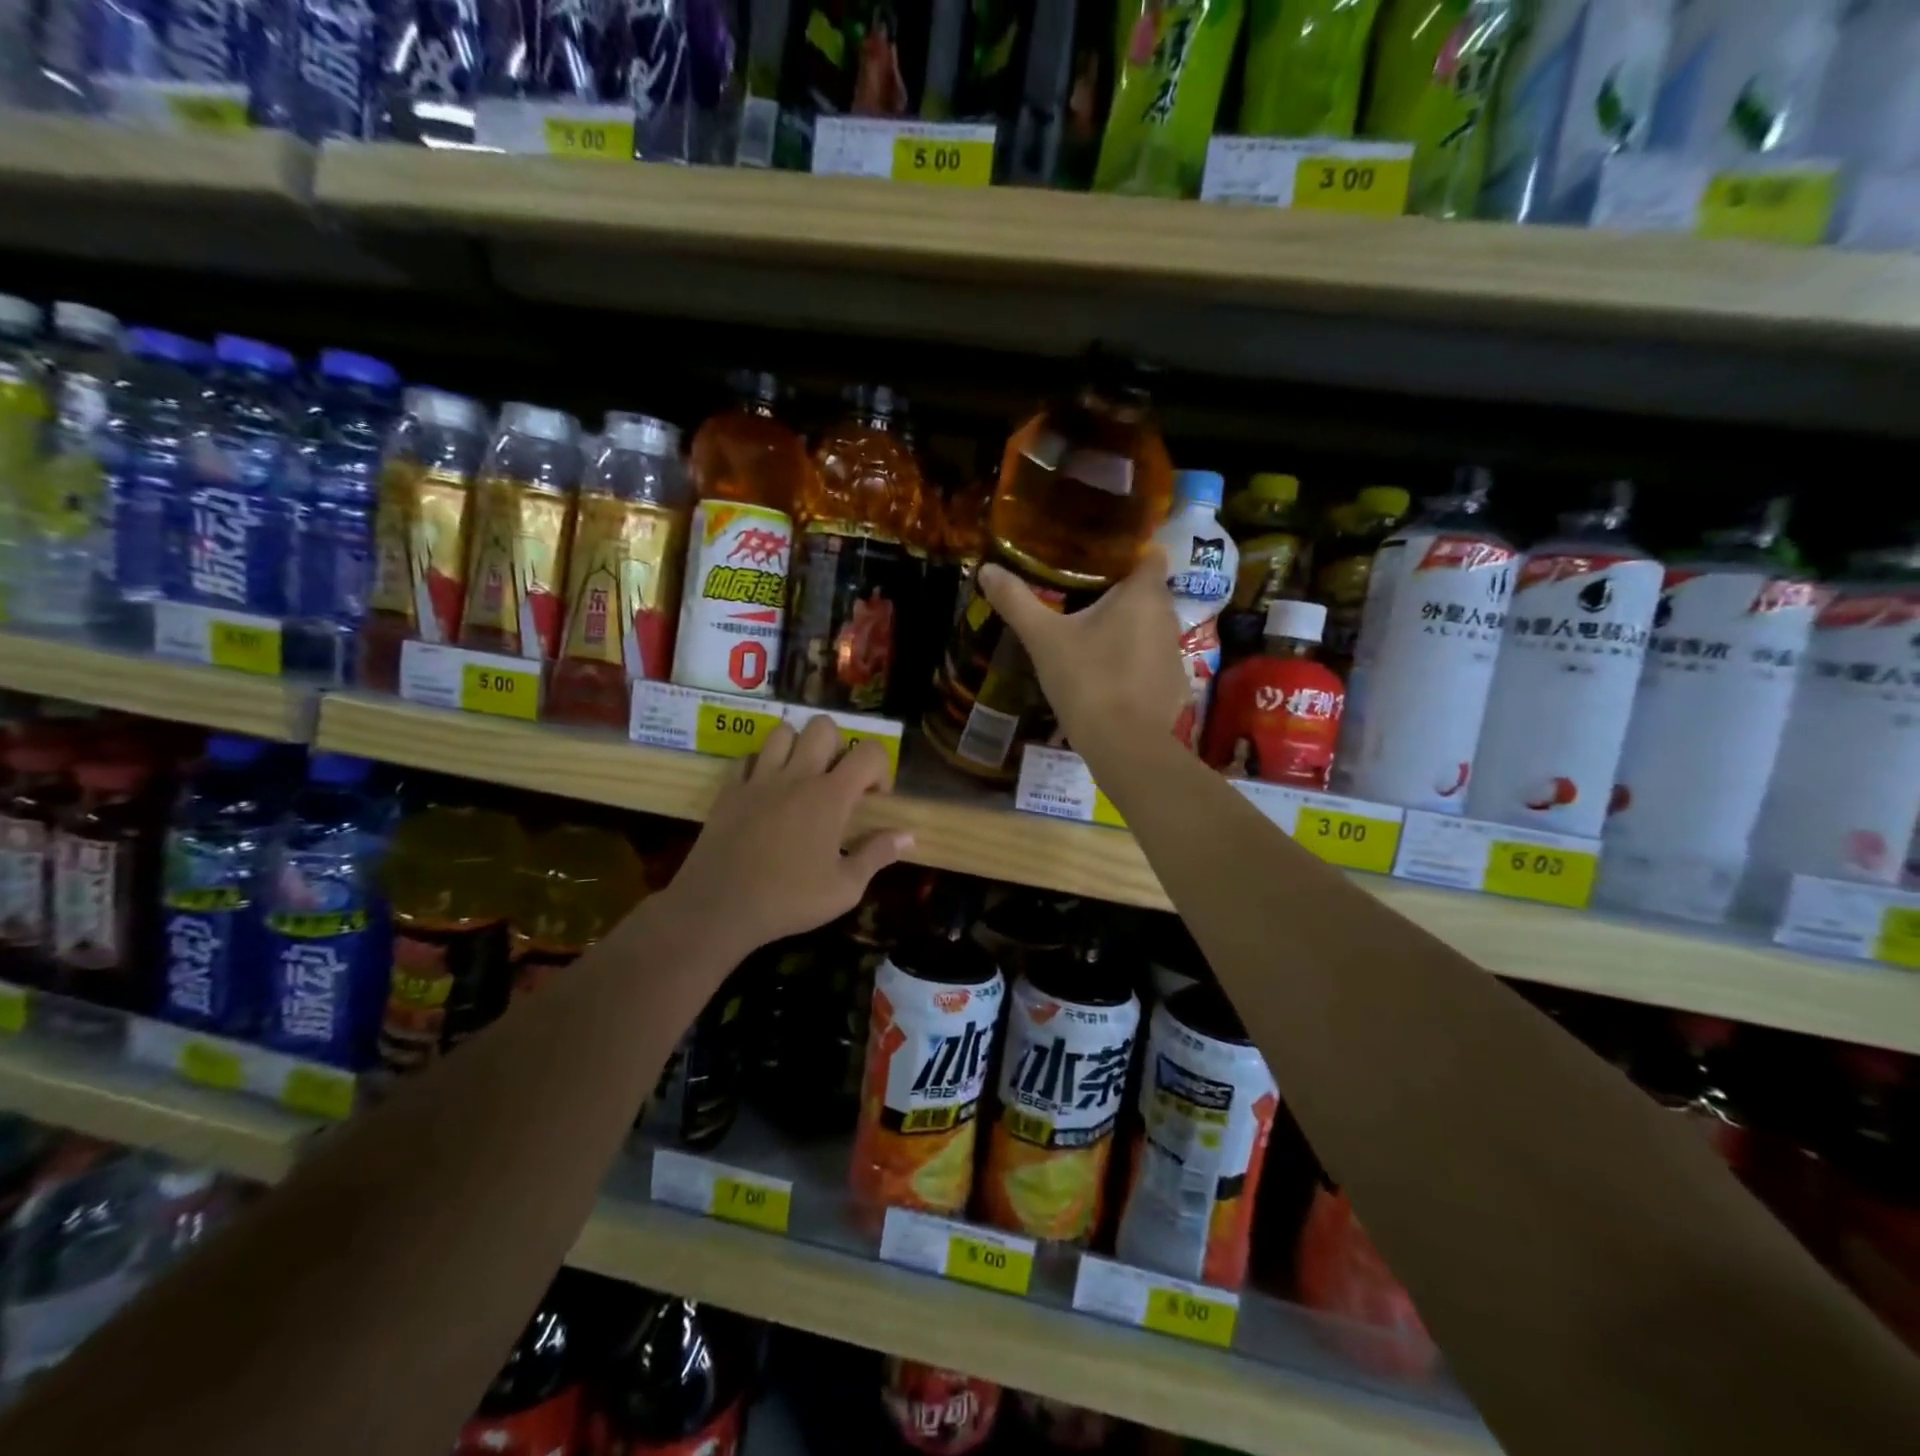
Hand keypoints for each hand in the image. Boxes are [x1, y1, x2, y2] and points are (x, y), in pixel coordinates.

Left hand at [666, 715, 912, 957]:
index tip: (875, 798)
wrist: (718, 907)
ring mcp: (759, 779)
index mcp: (830, 796)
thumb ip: (877, 855)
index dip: (880, 768)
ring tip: (800, 779)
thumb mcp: (845, 888)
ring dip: (798, 747)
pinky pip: (747, 758)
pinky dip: (760, 765)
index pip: (869, 752)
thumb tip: (908, 835)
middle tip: (836, 781)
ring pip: (782, 732)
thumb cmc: (789, 900)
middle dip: (838, 746)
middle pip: (823, 727)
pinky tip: (765, 791)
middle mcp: (797, 776)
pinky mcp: (729, 790)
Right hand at [979, 547, 1189, 749]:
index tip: (1100, 559)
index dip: (1131, 551)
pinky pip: (1153, 660)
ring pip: (1151, 627)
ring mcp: (1175, 653)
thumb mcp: (1043, 638)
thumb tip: (986, 570)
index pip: (1152, 553)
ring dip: (1128, 628)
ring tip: (1093, 636)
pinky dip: (1136, 661)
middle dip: (1121, 592)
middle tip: (1083, 596)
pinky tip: (1110, 675)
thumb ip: (1016, 601)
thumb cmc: (1086, 678)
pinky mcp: (1174, 685)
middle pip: (1148, 591)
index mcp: (1143, 593)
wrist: (1123, 743)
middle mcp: (1168, 616)